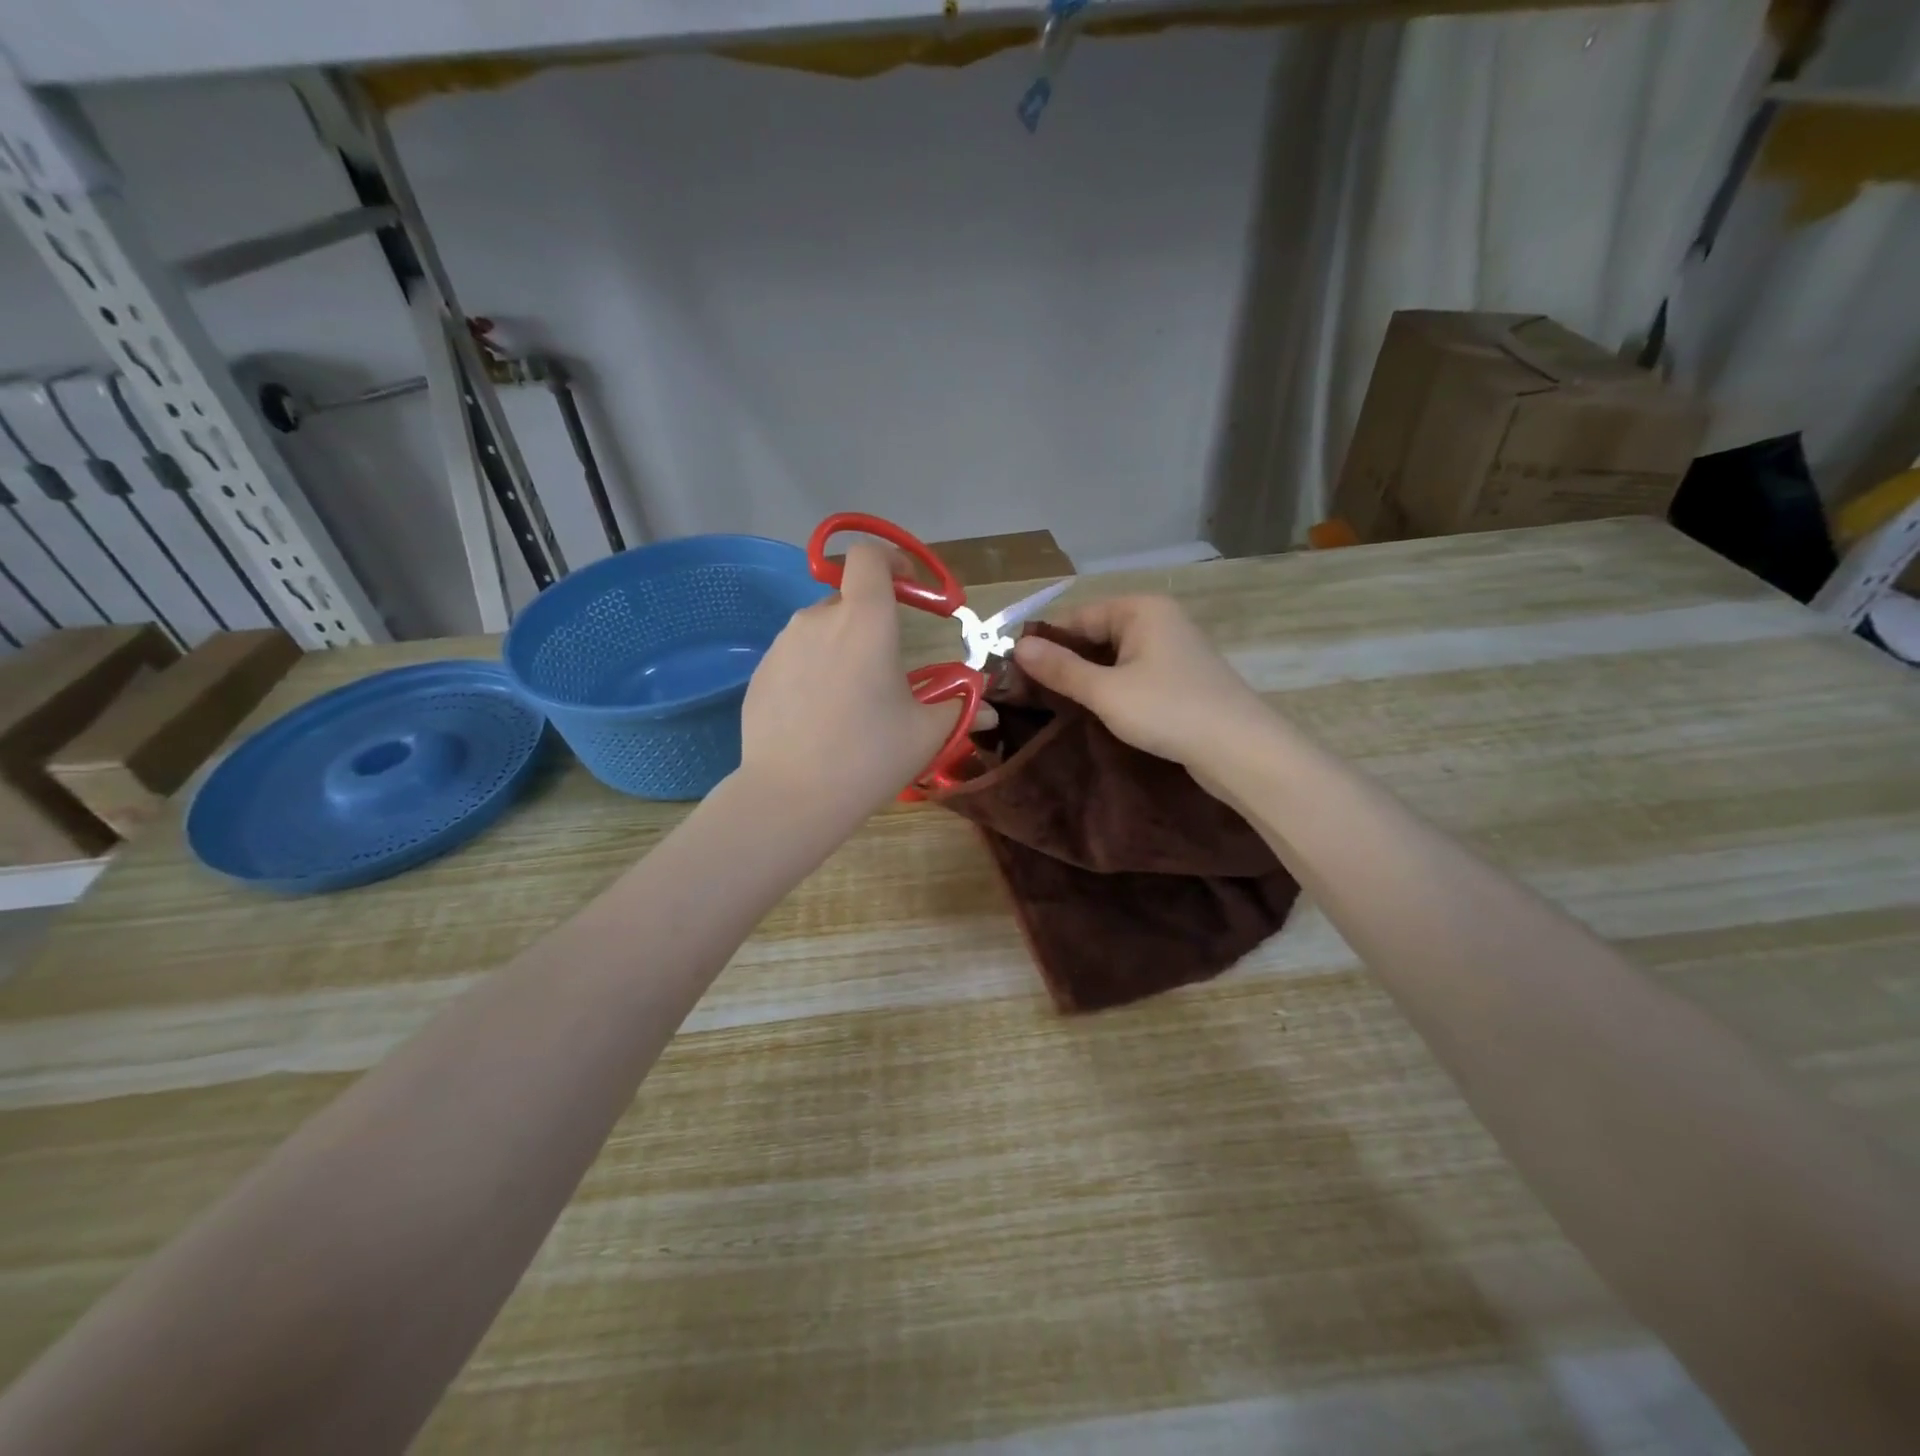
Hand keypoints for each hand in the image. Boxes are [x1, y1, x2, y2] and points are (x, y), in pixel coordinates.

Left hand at [738, 542, 962, 825]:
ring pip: (820, 629)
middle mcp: (818, 619)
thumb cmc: (869, 757)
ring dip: (841, 647)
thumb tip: (989, 708)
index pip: (868, 556)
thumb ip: (960, 707)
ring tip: (851, 700)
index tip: (908, 586)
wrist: (791, 797)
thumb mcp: (926, 733)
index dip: (890, 559)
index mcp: (865, 621)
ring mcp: (782, 645)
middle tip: (886, 668)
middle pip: (848, 599)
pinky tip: (818, 718)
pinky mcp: (760, 673)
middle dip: (870, 620)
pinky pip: (795, 657)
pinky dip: (813, 671)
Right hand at [1011, 596, 1269, 768]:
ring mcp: (1174, 649)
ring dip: (1087, 678)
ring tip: (1055, 705)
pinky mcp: (1182, 677)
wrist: (1241, 750)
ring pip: (1115, 657)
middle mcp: (1159, 619)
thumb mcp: (1106, 691)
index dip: (1045, 642)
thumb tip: (1018, 647)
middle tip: (1029, 693)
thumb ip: (1061, 668)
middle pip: (1097, 634)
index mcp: (1141, 609)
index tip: (1014, 672)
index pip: (1077, 616)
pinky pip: (1135, 674)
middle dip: (1065, 661)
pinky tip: (1095, 711)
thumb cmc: (1169, 711)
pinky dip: (1113, 688)